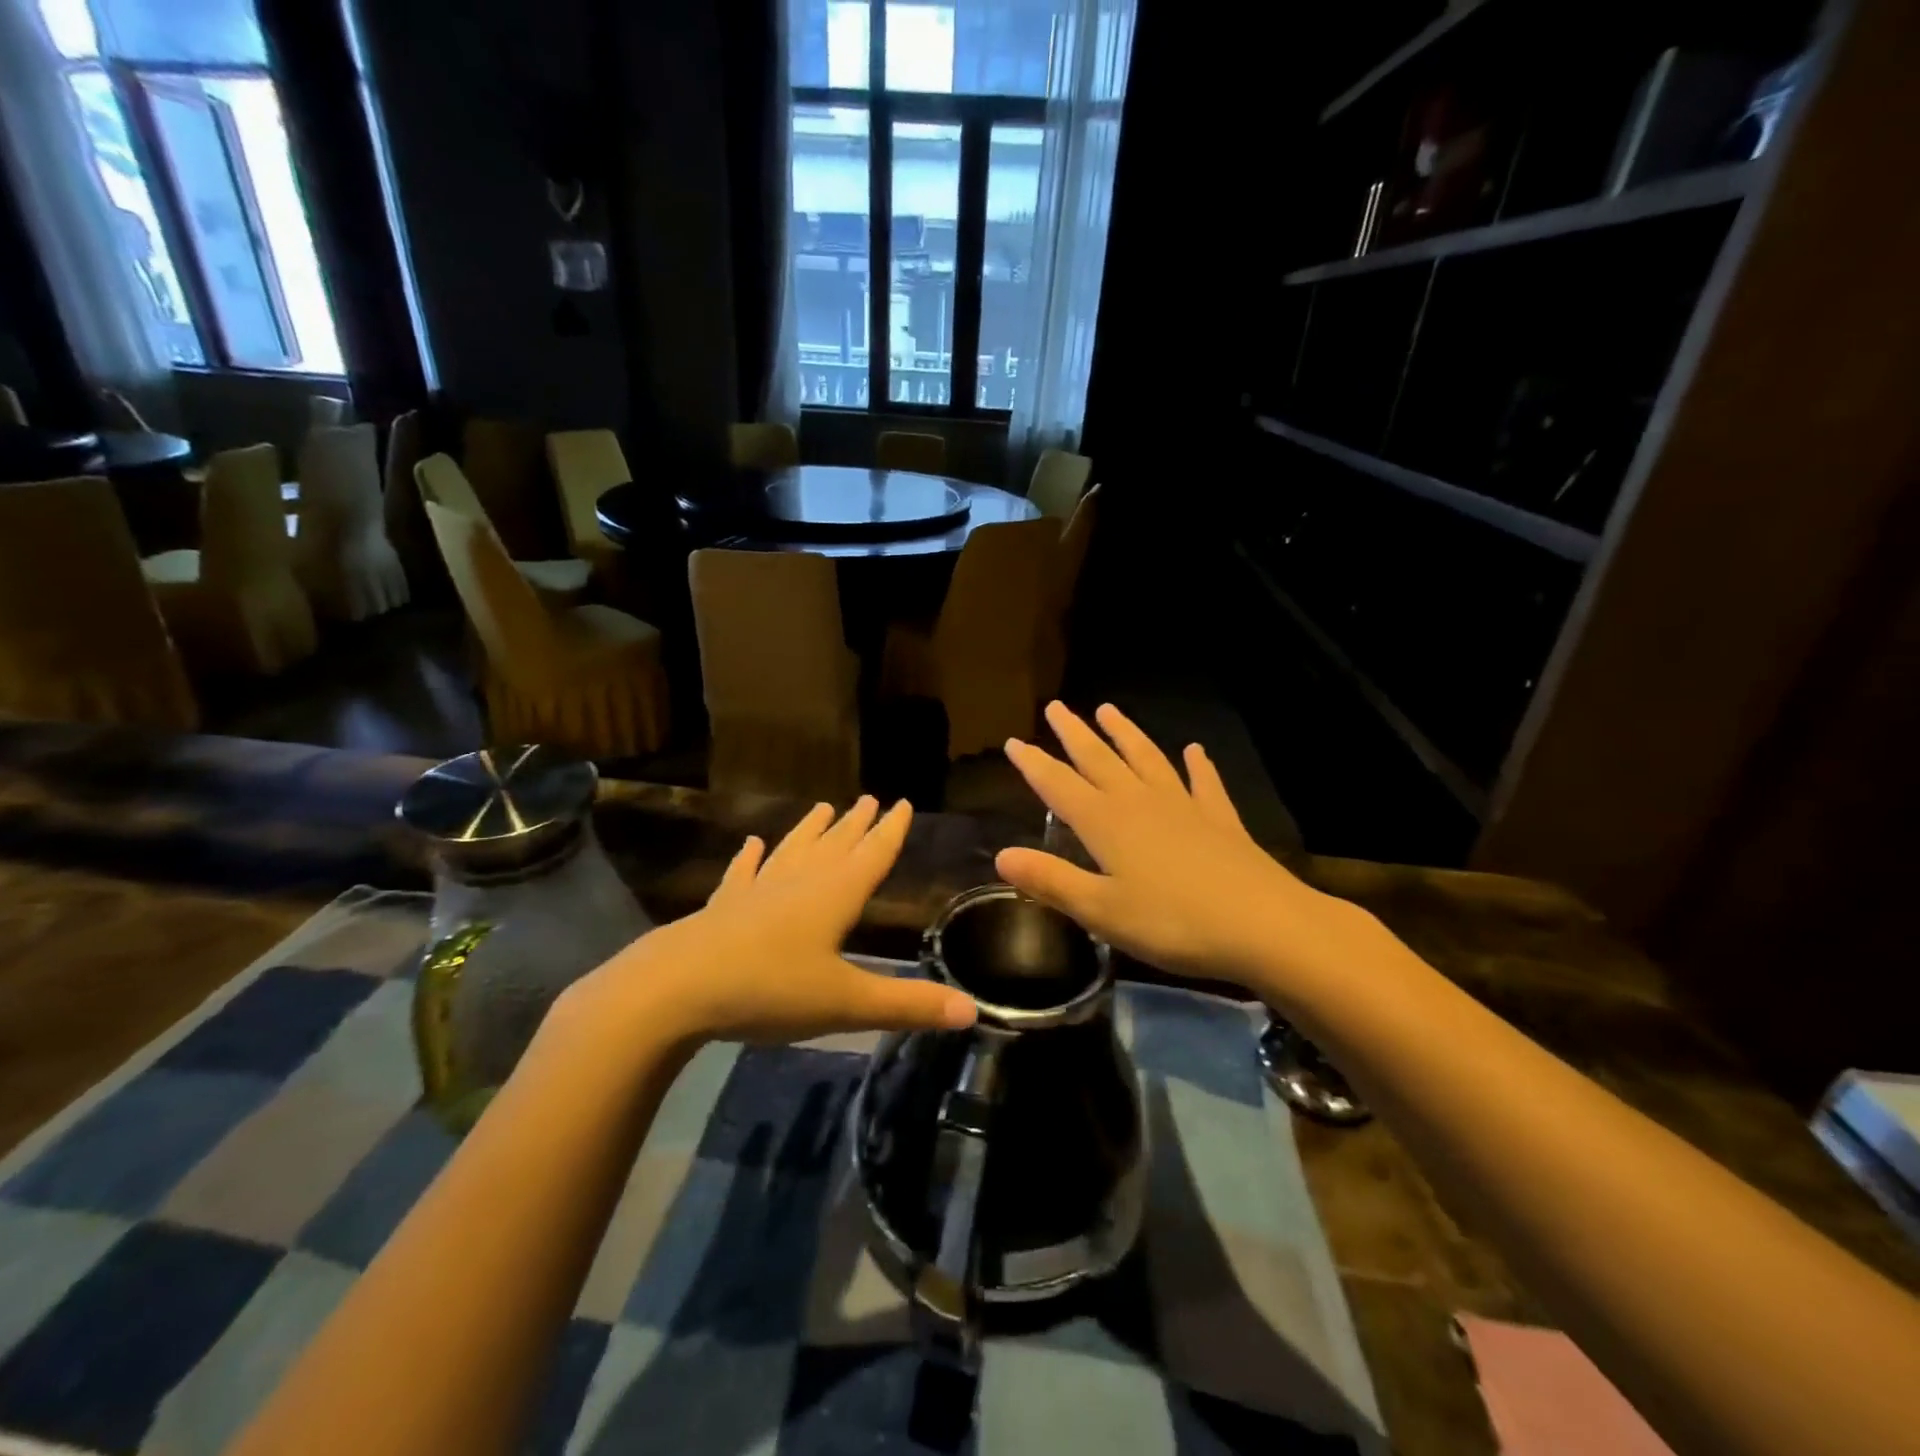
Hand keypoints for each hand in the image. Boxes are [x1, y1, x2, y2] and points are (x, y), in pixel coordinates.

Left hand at [565, 797, 976, 1047]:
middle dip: (855, 824)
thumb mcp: (846, 1004)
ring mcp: (757, 892)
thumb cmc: (770, 990)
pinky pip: (741, 875)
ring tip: (823, 807)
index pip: (872, 855)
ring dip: (810, 830)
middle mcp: (799, 884)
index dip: (891, 830)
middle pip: (834, 846)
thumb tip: (972, 1011)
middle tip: (870, 798)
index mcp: (834, 896)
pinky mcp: (723, 908)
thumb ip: (908, 1005)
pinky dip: (748, 859)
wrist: (676, 990)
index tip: (902, 801)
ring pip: (792, 852)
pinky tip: (751, 844)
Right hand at [996, 702, 1378, 1002]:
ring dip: (1126, 734)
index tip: (1013, 741)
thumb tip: (1001, 855)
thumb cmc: (1173, 923)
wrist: (1264, 925)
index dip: (1034, 764)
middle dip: (1074, 734)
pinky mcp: (1219, 821)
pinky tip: (1195, 750)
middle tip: (1057, 707)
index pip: (1059, 785)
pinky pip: (1204, 784)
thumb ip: (1051, 881)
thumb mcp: (1101, 910)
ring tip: (1109, 710)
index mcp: (1106, 824)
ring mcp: (1183, 807)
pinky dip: (1198, 765)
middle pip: (1100, 760)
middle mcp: (1140, 803)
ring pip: (1147, 760)